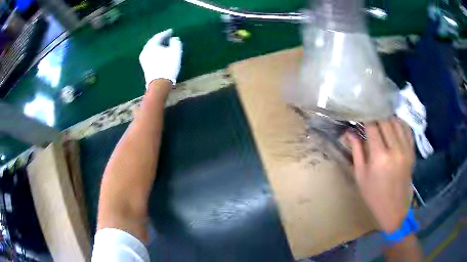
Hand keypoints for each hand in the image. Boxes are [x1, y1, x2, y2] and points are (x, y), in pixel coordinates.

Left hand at [139, 29, 182, 87]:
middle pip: (153, 42)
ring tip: (165, 44)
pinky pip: (150, 54)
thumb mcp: (175, 51)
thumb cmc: (168, 65)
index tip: (171, 31)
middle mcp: (145, 51)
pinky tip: (161, 53)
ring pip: (151, 48)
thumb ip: (175, 42)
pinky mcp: (145, 66)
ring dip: (158, 45)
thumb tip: (173, 38)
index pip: (158, 36)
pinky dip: (156, 51)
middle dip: (160, 39)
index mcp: (151, 45)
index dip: (166, 33)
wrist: (159, 83)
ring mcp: (143, 59)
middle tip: (167, 36)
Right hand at [347, 118, 414, 231]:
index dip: (365, 118)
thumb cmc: (373, 195)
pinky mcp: (412, 152)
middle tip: (369, 117)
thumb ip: (356, 151)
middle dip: (376, 116)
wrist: (393, 208)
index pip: (372, 126)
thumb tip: (349, 132)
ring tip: (380, 120)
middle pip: (386, 121)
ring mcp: (406, 150)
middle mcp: (395, 150)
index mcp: (379, 157)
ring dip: (388, 118)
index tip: (359, 115)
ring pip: (397, 122)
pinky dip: (400, 124)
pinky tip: (393, 125)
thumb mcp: (361, 175)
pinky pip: (407, 130)